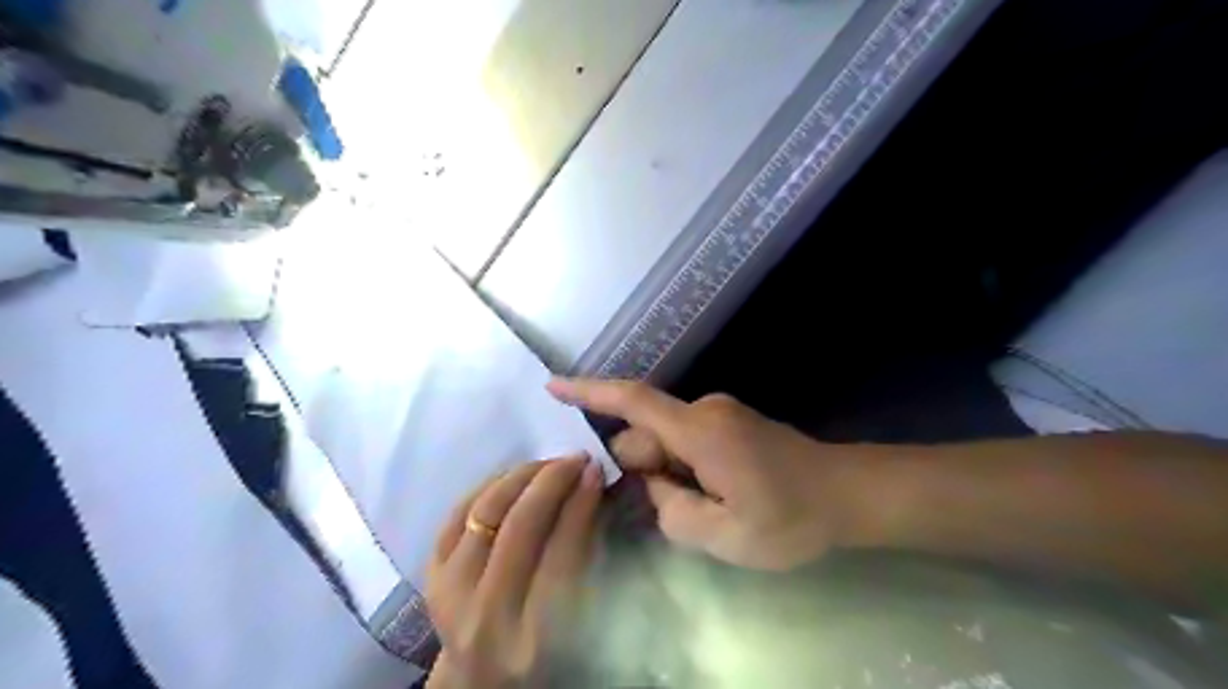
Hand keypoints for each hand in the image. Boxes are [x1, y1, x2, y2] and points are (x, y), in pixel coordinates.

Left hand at [427, 454, 604, 685]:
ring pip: (485, 511)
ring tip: (548, 464)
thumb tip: (590, 489)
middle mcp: (485, 615)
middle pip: (519, 526)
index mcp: (533, 637)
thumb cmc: (542, 654)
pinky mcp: (429, 576)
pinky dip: (489, 486)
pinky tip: (515, 476)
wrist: (480, 682)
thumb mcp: (576, 618)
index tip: (596, 471)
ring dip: (521, 475)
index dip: (580, 504)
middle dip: (551, 480)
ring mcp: (448, 593)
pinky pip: (458, 512)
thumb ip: (585, 559)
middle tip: (575, 458)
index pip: (561, 553)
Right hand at [547, 378, 871, 566]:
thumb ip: (673, 513)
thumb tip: (652, 488)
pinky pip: (687, 442)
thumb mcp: (727, 536)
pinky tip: (709, 499)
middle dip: (642, 471)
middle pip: (647, 434)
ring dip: (667, 475)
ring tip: (701, 513)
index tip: (552, 385)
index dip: (589, 392)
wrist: (849, 494)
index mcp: (699, 431)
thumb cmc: (791, 517)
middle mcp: (704, 412)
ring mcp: (719, 415)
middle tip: (669, 513)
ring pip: (667, 442)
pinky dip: (682, 469)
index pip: (633, 401)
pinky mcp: (729, 424)